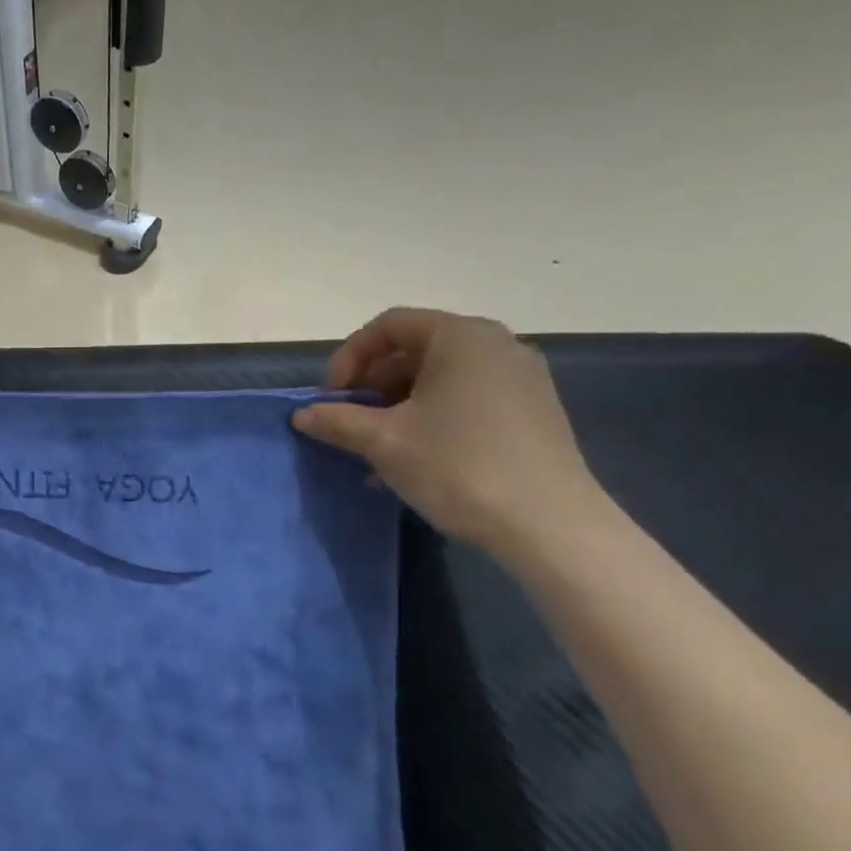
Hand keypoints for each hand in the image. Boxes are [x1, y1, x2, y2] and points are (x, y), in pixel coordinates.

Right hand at [291, 309, 606, 554]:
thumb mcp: (383, 441)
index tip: (331, 397)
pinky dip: (431, 418)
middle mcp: (496, 345)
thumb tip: (302, 415)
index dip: (349, 357)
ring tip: (374, 449)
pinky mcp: (533, 412)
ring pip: (439, 379)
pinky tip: (413, 459)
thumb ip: (337, 420)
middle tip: (348, 422)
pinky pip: (466, 400)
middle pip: (415, 350)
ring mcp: (520, 379)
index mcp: (461, 337)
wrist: (548, 525)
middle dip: (371, 385)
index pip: (388, 326)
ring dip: (396, 407)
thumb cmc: (458, 465)